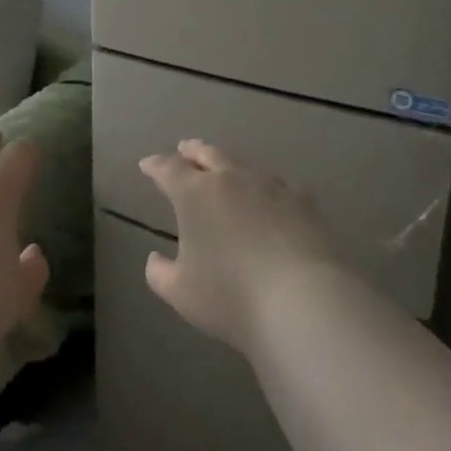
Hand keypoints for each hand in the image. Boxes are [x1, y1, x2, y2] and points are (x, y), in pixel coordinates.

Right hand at [139, 139, 337, 353]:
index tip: (147, 165)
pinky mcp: (303, 202)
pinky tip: (272, 193)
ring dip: (228, 163)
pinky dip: (267, 185)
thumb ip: (160, 273)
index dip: (155, 165)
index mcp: (194, 193)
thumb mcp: (180, 292)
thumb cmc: (230, 296)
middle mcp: (230, 179)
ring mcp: (270, 186)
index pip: (168, 169)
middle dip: (192, 151)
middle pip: (207, 153)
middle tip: (184, 149)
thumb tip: (155, 259)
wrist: (302, 301)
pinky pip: (279, 184)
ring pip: (243, 163)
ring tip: (225, 167)